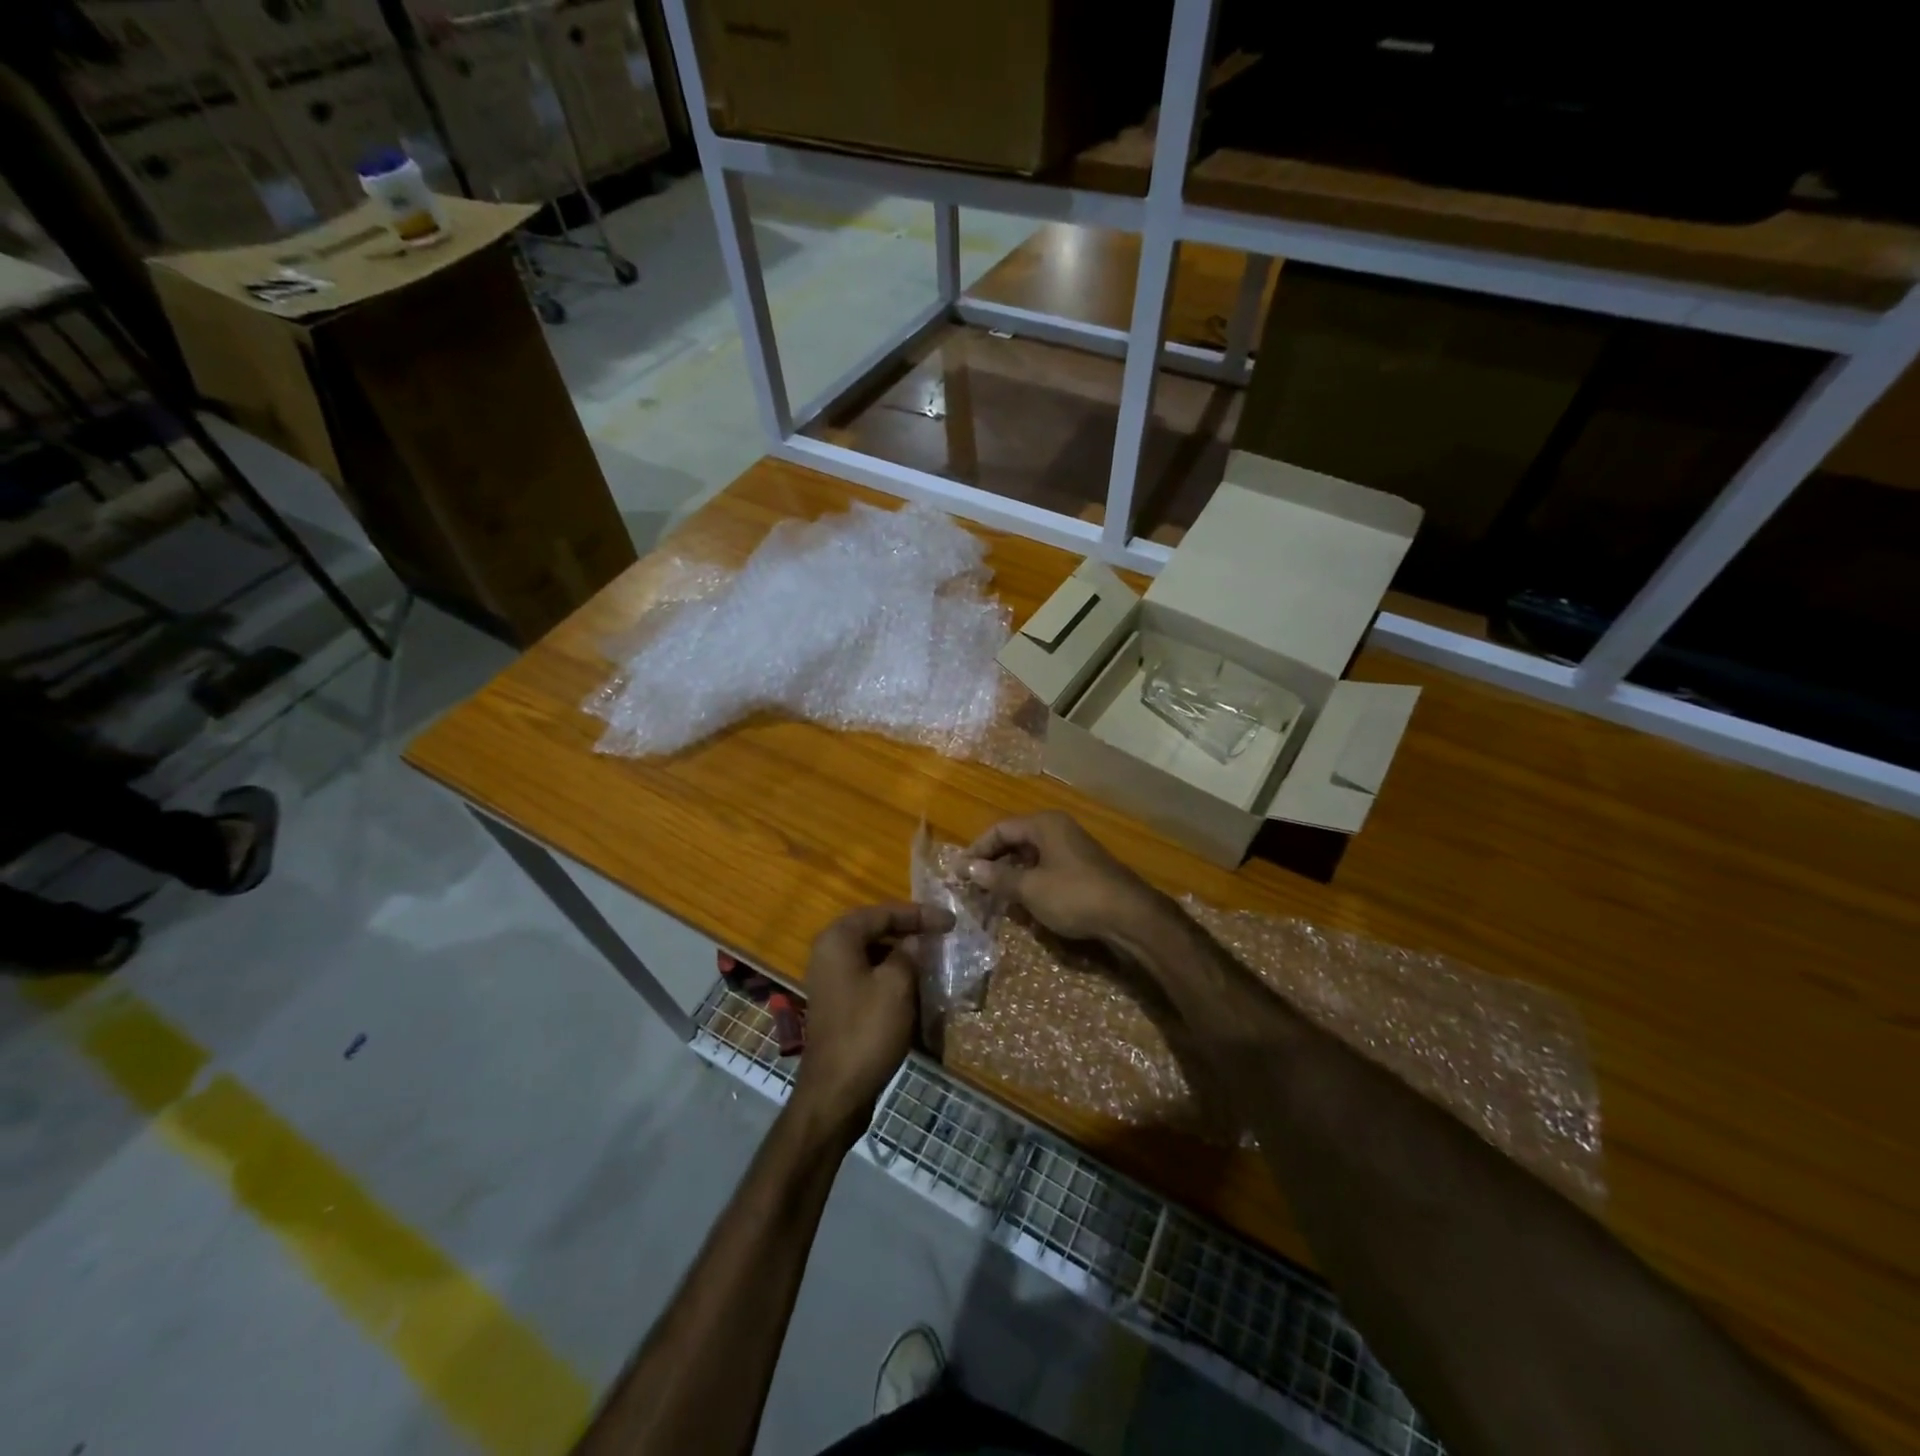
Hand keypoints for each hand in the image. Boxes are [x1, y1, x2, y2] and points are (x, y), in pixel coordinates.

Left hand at [793, 902, 954, 1141]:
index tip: (951, 921)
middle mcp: (829, 953)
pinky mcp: (840, 1005)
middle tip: (943, 935)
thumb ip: (910, 954)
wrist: (836, 1094)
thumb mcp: (897, 985)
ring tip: (935, 960)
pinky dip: (894, 979)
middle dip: (911, 932)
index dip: (919, 914)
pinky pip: (870, 979)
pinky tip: (918, 989)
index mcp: (838, 940)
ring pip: (875, 956)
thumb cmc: (867, 1031)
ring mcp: (832, 981)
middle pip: (877, 931)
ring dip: (904, 957)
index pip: (883, 912)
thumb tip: (916, 942)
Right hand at [964, 812, 1158, 945]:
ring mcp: (1072, 849)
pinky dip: (1029, 882)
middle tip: (972, 884)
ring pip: (1030, 856)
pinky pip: (1046, 869)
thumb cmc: (1075, 895)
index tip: (959, 872)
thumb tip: (967, 868)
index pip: (1000, 829)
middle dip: (992, 862)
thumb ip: (998, 877)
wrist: (1130, 916)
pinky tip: (1021, 902)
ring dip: (1010, 874)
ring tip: (991, 895)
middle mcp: (1058, 830)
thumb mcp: (1030, 888)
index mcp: (1044, 824)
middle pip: (1015, 840)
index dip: (977, 849)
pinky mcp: (1082, 870)